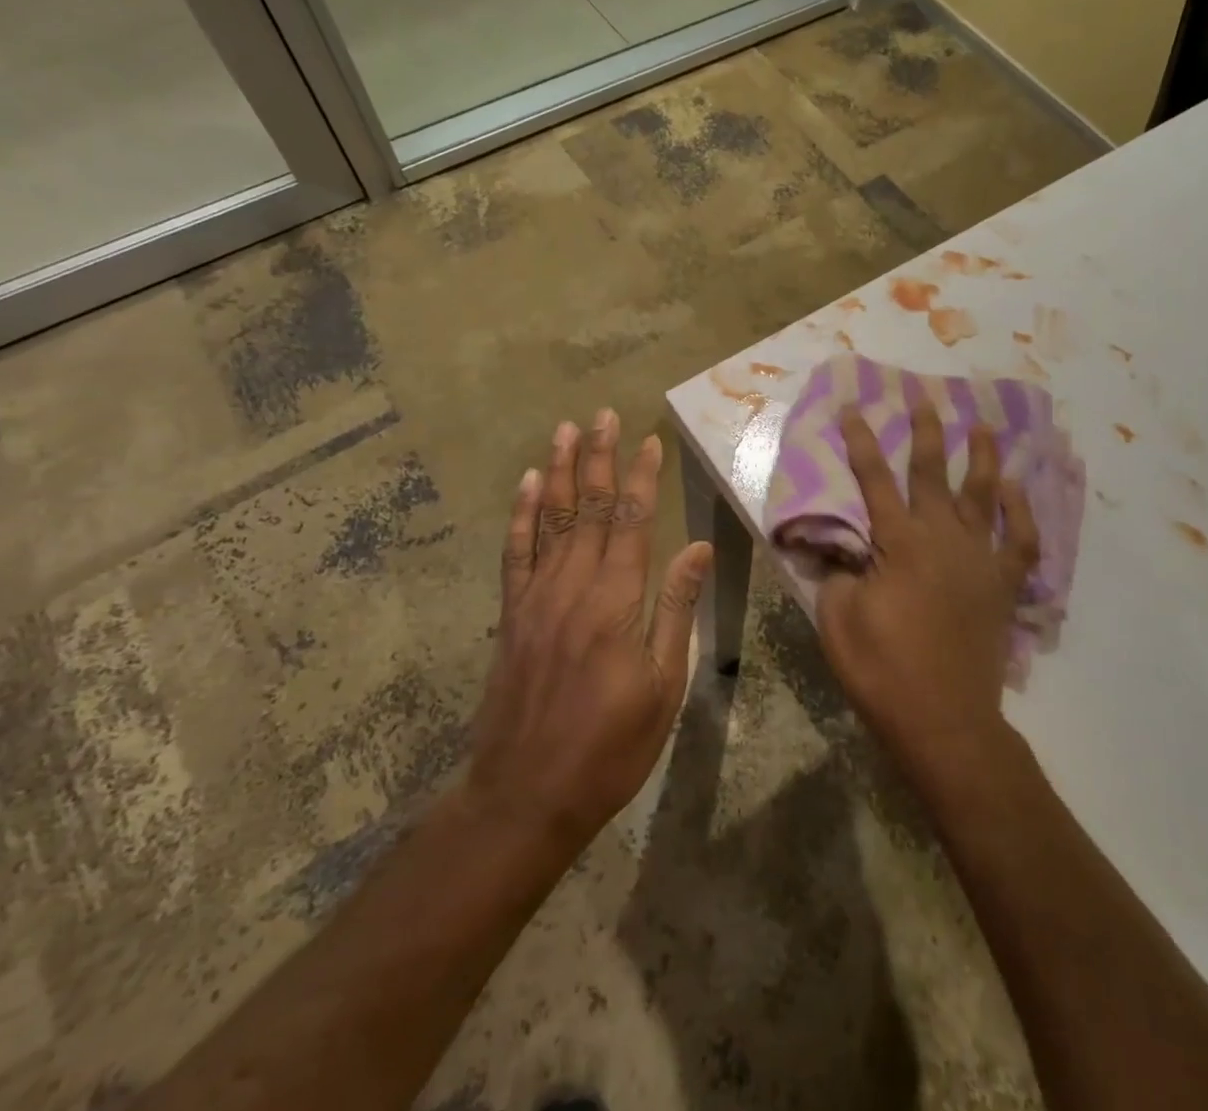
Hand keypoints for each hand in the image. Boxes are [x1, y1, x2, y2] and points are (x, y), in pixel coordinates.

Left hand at [465, 409, 711, 850]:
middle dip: (598, 457)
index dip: (640, 477)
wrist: (526, 794)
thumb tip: (696, 548)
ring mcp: (536, 597)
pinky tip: (526, 484)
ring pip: (549, 518)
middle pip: (587, 507)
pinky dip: (521, 514)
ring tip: (566, 430)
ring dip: (558, 471)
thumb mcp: (663, 686)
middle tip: (603, 414)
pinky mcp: (512, 614)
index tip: (648, 440)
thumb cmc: (611, 747)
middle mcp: (573, 586)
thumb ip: (676, 609)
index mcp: (616, 601)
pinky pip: (515, 552)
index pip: (631, 521)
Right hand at [816, 404, 1040, 776]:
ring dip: (983, 457)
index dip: (861, 441)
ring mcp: (980, 559)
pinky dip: (1022, 513)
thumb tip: (836, 544)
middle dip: (926, 432)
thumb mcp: (838, 618)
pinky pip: (1022, 541)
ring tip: (984, 426)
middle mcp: (943, 538)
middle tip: (925, 398)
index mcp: (899, 542)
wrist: (944, 720)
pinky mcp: (1003, 585)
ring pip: (984, 495)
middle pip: (932, 473)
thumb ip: (837, 571)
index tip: (854, 407)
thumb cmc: (883, 669)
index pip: (874, 478)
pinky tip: (1017, 490)